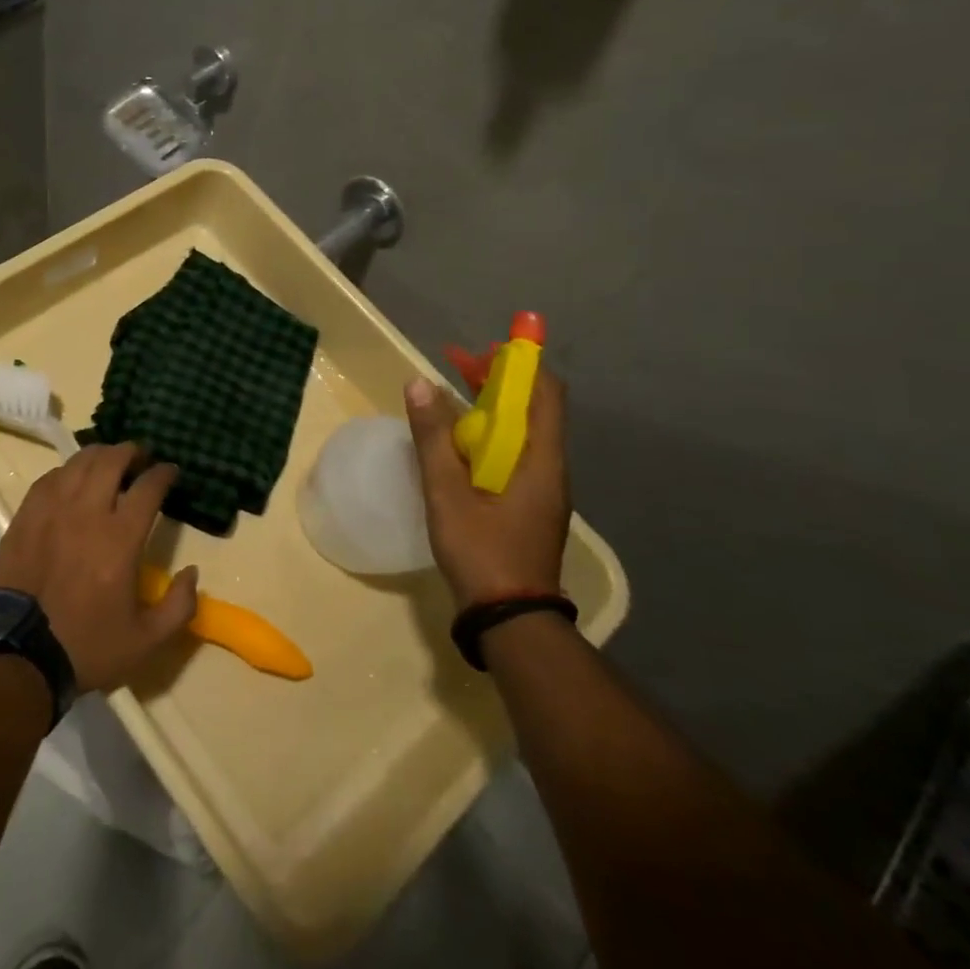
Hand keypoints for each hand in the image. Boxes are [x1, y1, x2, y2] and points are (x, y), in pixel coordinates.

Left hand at [0, 443, 198, 692]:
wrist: (18, 654)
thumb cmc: (86, 646)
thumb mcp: (145, 642)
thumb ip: (178, 606)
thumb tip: (192, 573)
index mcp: (120, 539)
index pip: (147, 487)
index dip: (163, 473)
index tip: (170, 471)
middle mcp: (86, 512)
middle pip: (110, 461)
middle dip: (131, 451)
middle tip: (140, 456)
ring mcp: (51, 510)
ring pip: (78, 463)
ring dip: (99, 455)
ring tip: (108, 461)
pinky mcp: (25, 516)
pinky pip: (49, 478)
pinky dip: (67, 471)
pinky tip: (71, 479)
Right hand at [404, 370, 571, 608]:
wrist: (510, 619)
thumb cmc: (482, 552)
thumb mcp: (447, 493)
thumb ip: (433, 438)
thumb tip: (419, 382)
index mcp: (540, 461)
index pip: (545, 393)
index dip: (519, 362)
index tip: (483, 349)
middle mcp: (550, 468)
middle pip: (533, 408)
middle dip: (498, 380)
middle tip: (456, 364)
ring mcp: (542, 489)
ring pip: (523, 431)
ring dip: (492, 407)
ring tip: (451, 397)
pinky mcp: (529, 505)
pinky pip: (515, 454)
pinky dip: (490, 434)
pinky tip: (459, 444)